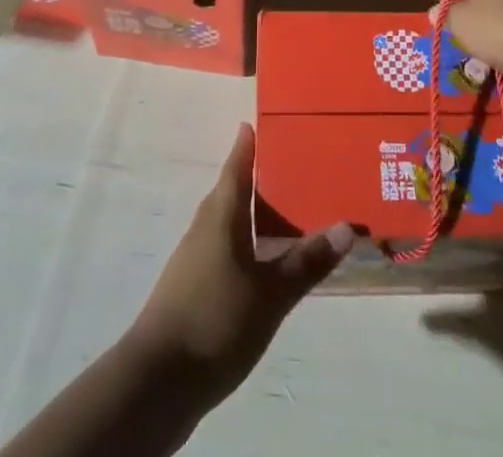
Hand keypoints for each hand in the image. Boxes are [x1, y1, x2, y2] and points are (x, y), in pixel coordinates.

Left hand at [126, 124, 352, 406]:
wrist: (156, 383)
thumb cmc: (215, 320)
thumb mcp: (270, 294)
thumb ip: (307, 261)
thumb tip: (346, 227)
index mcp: (221, 214)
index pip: (237, 164)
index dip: (249, 142)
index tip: (264, 121)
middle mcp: (205, 226)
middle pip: (234, 191)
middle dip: (260, 178)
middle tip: (296, 167)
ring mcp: (195, 259)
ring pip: (230, 222)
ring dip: (255, 214)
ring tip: (290, 214)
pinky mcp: (193, 289)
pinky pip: (226, 250)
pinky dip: (248, 245)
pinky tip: (267, 264)